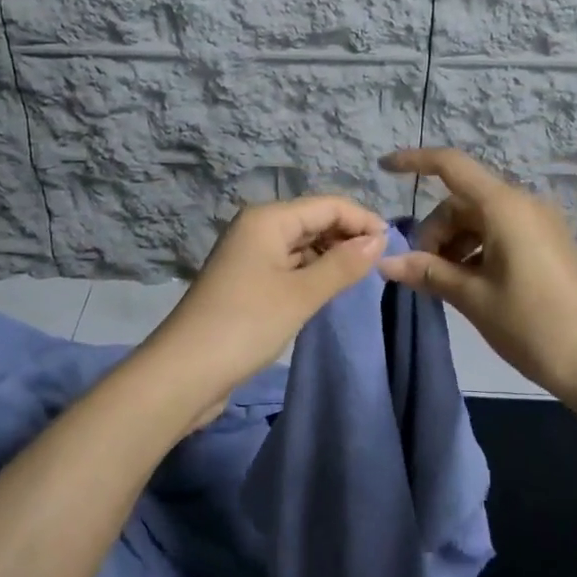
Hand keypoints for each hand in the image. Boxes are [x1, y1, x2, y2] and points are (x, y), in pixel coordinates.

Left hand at [149, 196, 387, 406]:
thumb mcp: (300, 294)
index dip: (362, 219)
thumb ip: (342, 265)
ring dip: (330, 255)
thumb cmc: (245, 324)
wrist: (184, 372)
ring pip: (302, 243)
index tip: (392, 246)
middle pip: (313, 219)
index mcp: (268, 218)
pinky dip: (312, 271)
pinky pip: (289, 264)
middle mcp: (257, 227)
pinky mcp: (247, 280)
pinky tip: (330, 288)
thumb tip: (378, 239)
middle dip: (347, 236)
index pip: (327, 204)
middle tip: (380, 265)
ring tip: (361, 277)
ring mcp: (250, 254)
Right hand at [380, 148, 576, 399]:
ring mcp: (538, 224)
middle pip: (462, 200)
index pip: (451, 165)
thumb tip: (386, 263)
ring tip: (443, 283)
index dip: (415, 161)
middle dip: (435, 229)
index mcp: (504, 206)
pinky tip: (469, 282)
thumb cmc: (532, 324)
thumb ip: (428, 272)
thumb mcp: (473, 297)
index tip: (383, 168)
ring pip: (480, 218)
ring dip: (454, 243)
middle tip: (420, 271)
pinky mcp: (547, 244)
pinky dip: (476, 249)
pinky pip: (500, 232)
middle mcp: (522, 204)